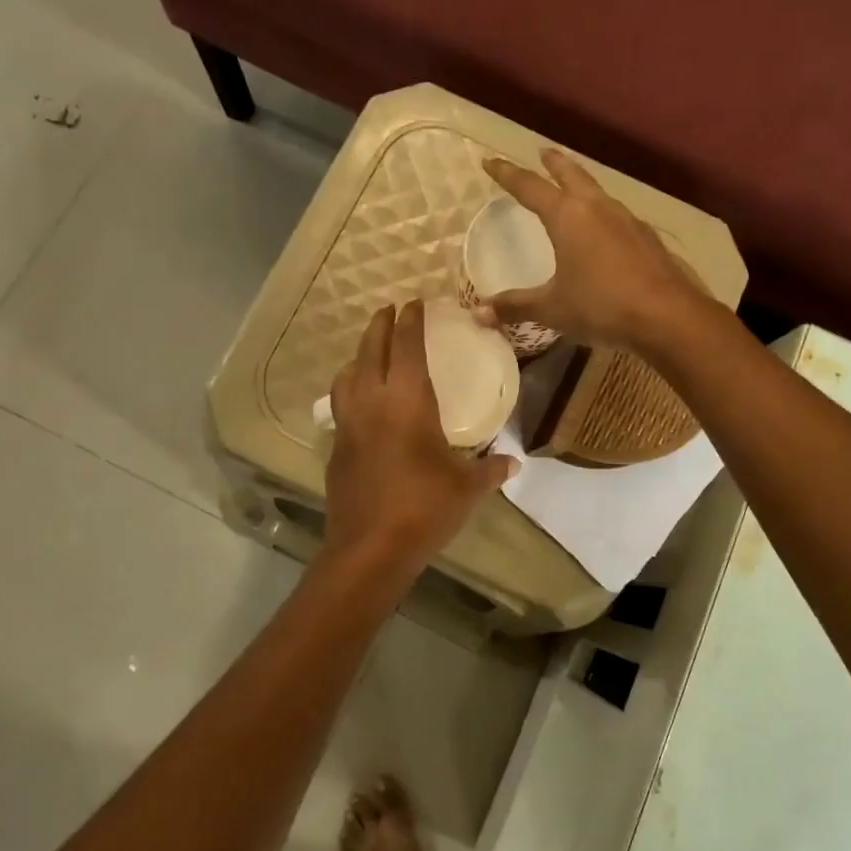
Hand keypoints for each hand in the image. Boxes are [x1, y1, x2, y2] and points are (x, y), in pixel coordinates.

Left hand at [323, 302, 515, 571]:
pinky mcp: (336, 447)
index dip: (411, 321)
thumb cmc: (424, 508)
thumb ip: (490, 470)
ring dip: (359, 356)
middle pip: (371, 350)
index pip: (407, 347)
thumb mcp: (466, 488)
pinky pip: (341, 405)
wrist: (370, 548)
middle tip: (389, 310)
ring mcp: (349, 424)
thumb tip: (514, 463)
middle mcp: (373, 402)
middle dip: (380, 325)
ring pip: (347, 375)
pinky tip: (360, 403)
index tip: (414, 302)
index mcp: (408, 401)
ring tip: (370, 353)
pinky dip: (350, 390)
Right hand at [480, 150, 705, 350]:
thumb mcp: (552, 308)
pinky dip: (603, 212)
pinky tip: (606, 229)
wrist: (667, 316)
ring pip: (598, 191)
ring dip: (581, 184)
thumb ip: (515, 307)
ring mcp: (627, 220)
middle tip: (542, 153)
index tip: (489, 162)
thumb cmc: (601, 306)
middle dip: (553, 163)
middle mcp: (597, 208)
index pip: (529, 187)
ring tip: (573, 188)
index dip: (507, 174)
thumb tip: (478, 314)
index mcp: (568, 217)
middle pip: (571, 174)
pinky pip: (617, 214)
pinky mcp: (647, 238)